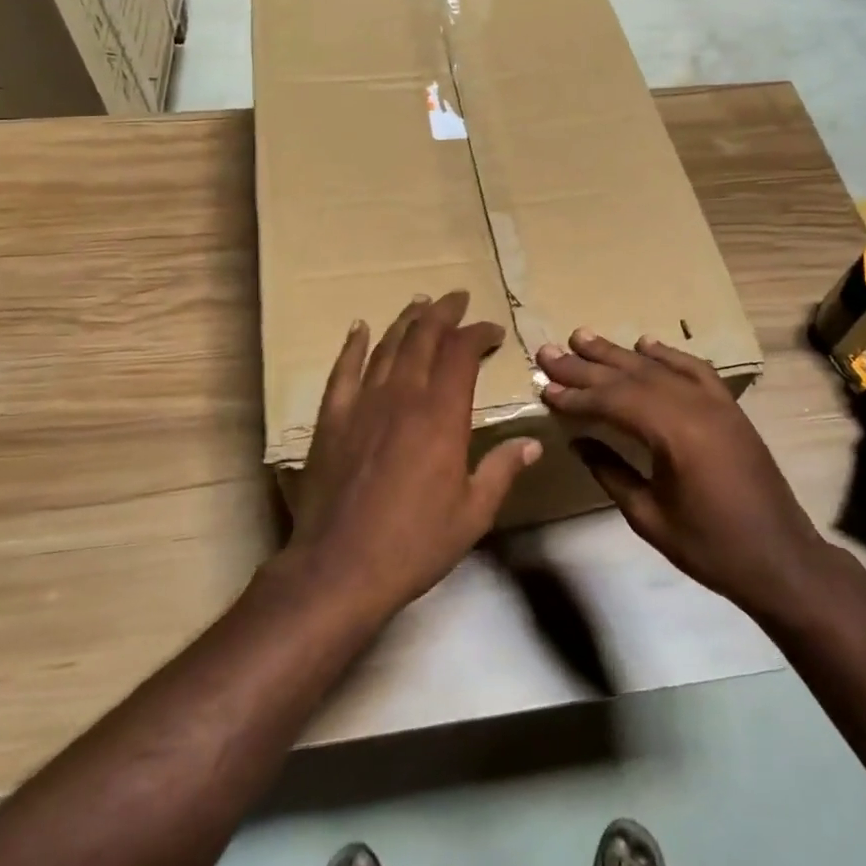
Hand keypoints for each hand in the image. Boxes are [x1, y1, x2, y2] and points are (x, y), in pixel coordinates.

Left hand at [287, 293, 540, 623]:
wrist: (339, 567)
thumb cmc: (414, 544)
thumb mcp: (473, 514)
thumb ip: (502, 470)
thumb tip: (532, 443)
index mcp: (442, 415)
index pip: (462, 354)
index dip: (479, 334)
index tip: (493, 331)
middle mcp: (403, 397)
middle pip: (424, 338)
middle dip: (444, 313)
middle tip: (457, 298)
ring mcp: (363, 404)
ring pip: (387, 347)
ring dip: (406, 321)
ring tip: (420, 302)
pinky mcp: (332, 419)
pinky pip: (344, 371)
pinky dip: (354, 346)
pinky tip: (360, 328)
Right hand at [538, 330, 843, 620]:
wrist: (781, 559)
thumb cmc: (711, 547)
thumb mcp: (649, 517)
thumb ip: (610, 472)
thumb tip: (578, 441)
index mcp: (675, 434)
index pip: (613, 402)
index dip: (576, 396)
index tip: (544, 388)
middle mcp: (695, 406)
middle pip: (631, 377)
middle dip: (586, 365)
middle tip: (549, 351)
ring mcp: (716, 403)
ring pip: (658, 367)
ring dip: (618, 353)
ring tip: (582, 337)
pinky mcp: (729, 408)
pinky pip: (694, 369)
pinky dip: (667, 354)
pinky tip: (645, 343)